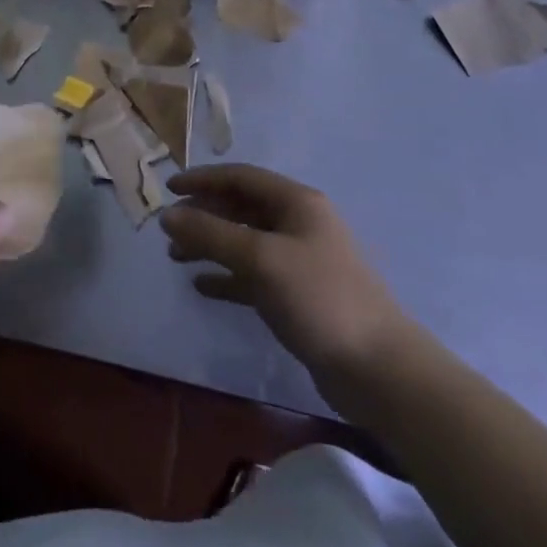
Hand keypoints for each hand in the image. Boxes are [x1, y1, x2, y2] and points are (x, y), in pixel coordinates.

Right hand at [160, 165, 415, 390]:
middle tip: (169, 230)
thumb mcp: (260, 259)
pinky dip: (226, 277)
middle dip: (203, 214)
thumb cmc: (319, 298)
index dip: (203, 179)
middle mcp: (298, 224)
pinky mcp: (298, 295)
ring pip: (244, 242)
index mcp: (297, 203)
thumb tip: (167, 215)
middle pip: (241, 208)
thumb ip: (211, 234)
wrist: (378, 369)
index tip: (168, 190)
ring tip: (176, 258)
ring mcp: (300, 261)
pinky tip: (202, 286)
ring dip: (210, 245)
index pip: (241, 177)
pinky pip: (253, 276)